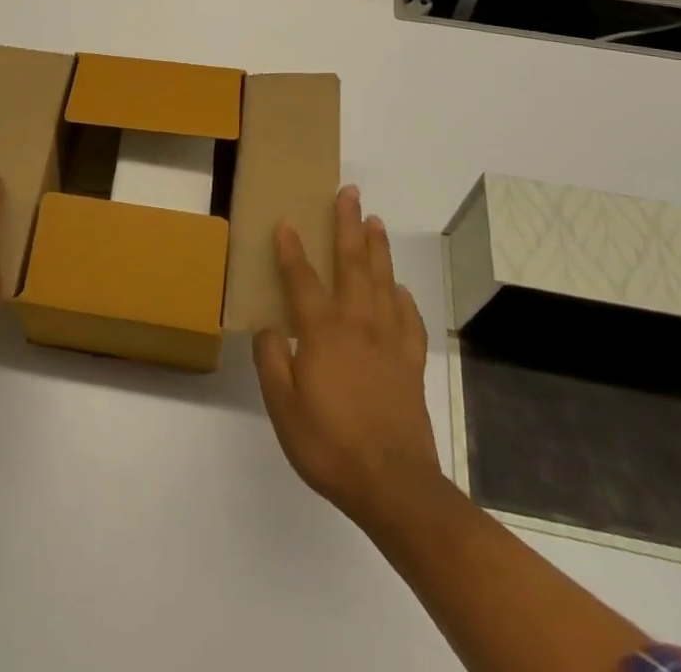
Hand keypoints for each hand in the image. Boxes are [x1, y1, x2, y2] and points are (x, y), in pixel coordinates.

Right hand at [253, 185, 443, 530]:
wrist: (394, 486)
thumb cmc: (330, 445)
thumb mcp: (283, 407)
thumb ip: (272, 360)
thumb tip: (269, 327)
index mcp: (324, 332)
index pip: (302, 278)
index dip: (291, 248)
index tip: (285, 220)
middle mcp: (358, 324)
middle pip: (352, 263)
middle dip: (348, 225)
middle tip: (349, 193)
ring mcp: (389, 342)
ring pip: (383, 282)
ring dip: (377, 248)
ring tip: (375, 221)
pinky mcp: (410, 364)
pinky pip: (409, 321)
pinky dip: (404, 300)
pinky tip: (400, 290)